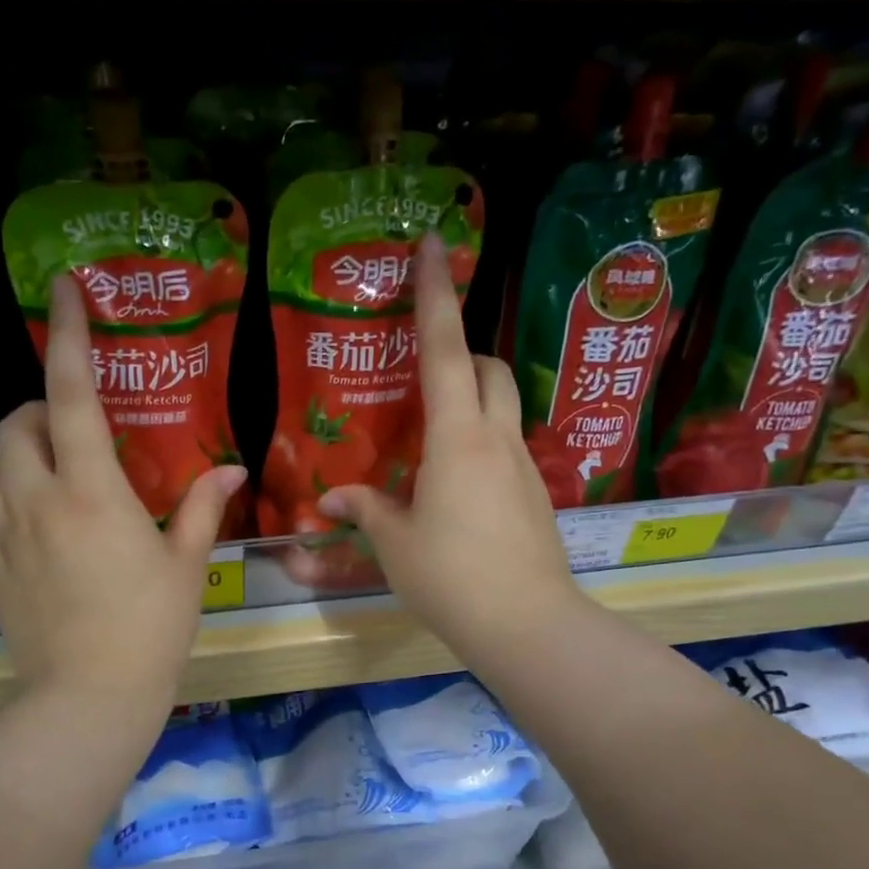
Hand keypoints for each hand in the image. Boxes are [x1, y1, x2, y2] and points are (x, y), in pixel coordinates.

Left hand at [0, 275, 245, 717]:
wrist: (87, 697)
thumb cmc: (150, 629)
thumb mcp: (186, 565)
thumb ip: (203, 507)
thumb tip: (233, 471)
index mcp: (91, 490)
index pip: (72, 393)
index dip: (69, 334)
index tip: (64, 288)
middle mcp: (36, 497)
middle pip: (17, 420)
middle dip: (42, 408)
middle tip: (79, 430)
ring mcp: (2, 530)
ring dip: (21, 448)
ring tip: (56, 471)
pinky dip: (3, 486)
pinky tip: (30, 509)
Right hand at [319, 234, 582, 664]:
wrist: (527, 625)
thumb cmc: (452, 576)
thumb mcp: (396, 544)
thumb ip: (366, 511)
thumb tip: (333, 498)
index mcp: (457, 437)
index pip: (445, 347)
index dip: (435, 293)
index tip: (434, 244)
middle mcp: (496, 439)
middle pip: (489, 367)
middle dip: (462, 351)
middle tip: (424, 372)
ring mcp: (523, 467)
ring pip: (502, 407)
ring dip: (473, 399)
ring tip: (432, 435)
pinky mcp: (535, 497)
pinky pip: (506, 448)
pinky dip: (481, 444)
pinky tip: (455, 486)